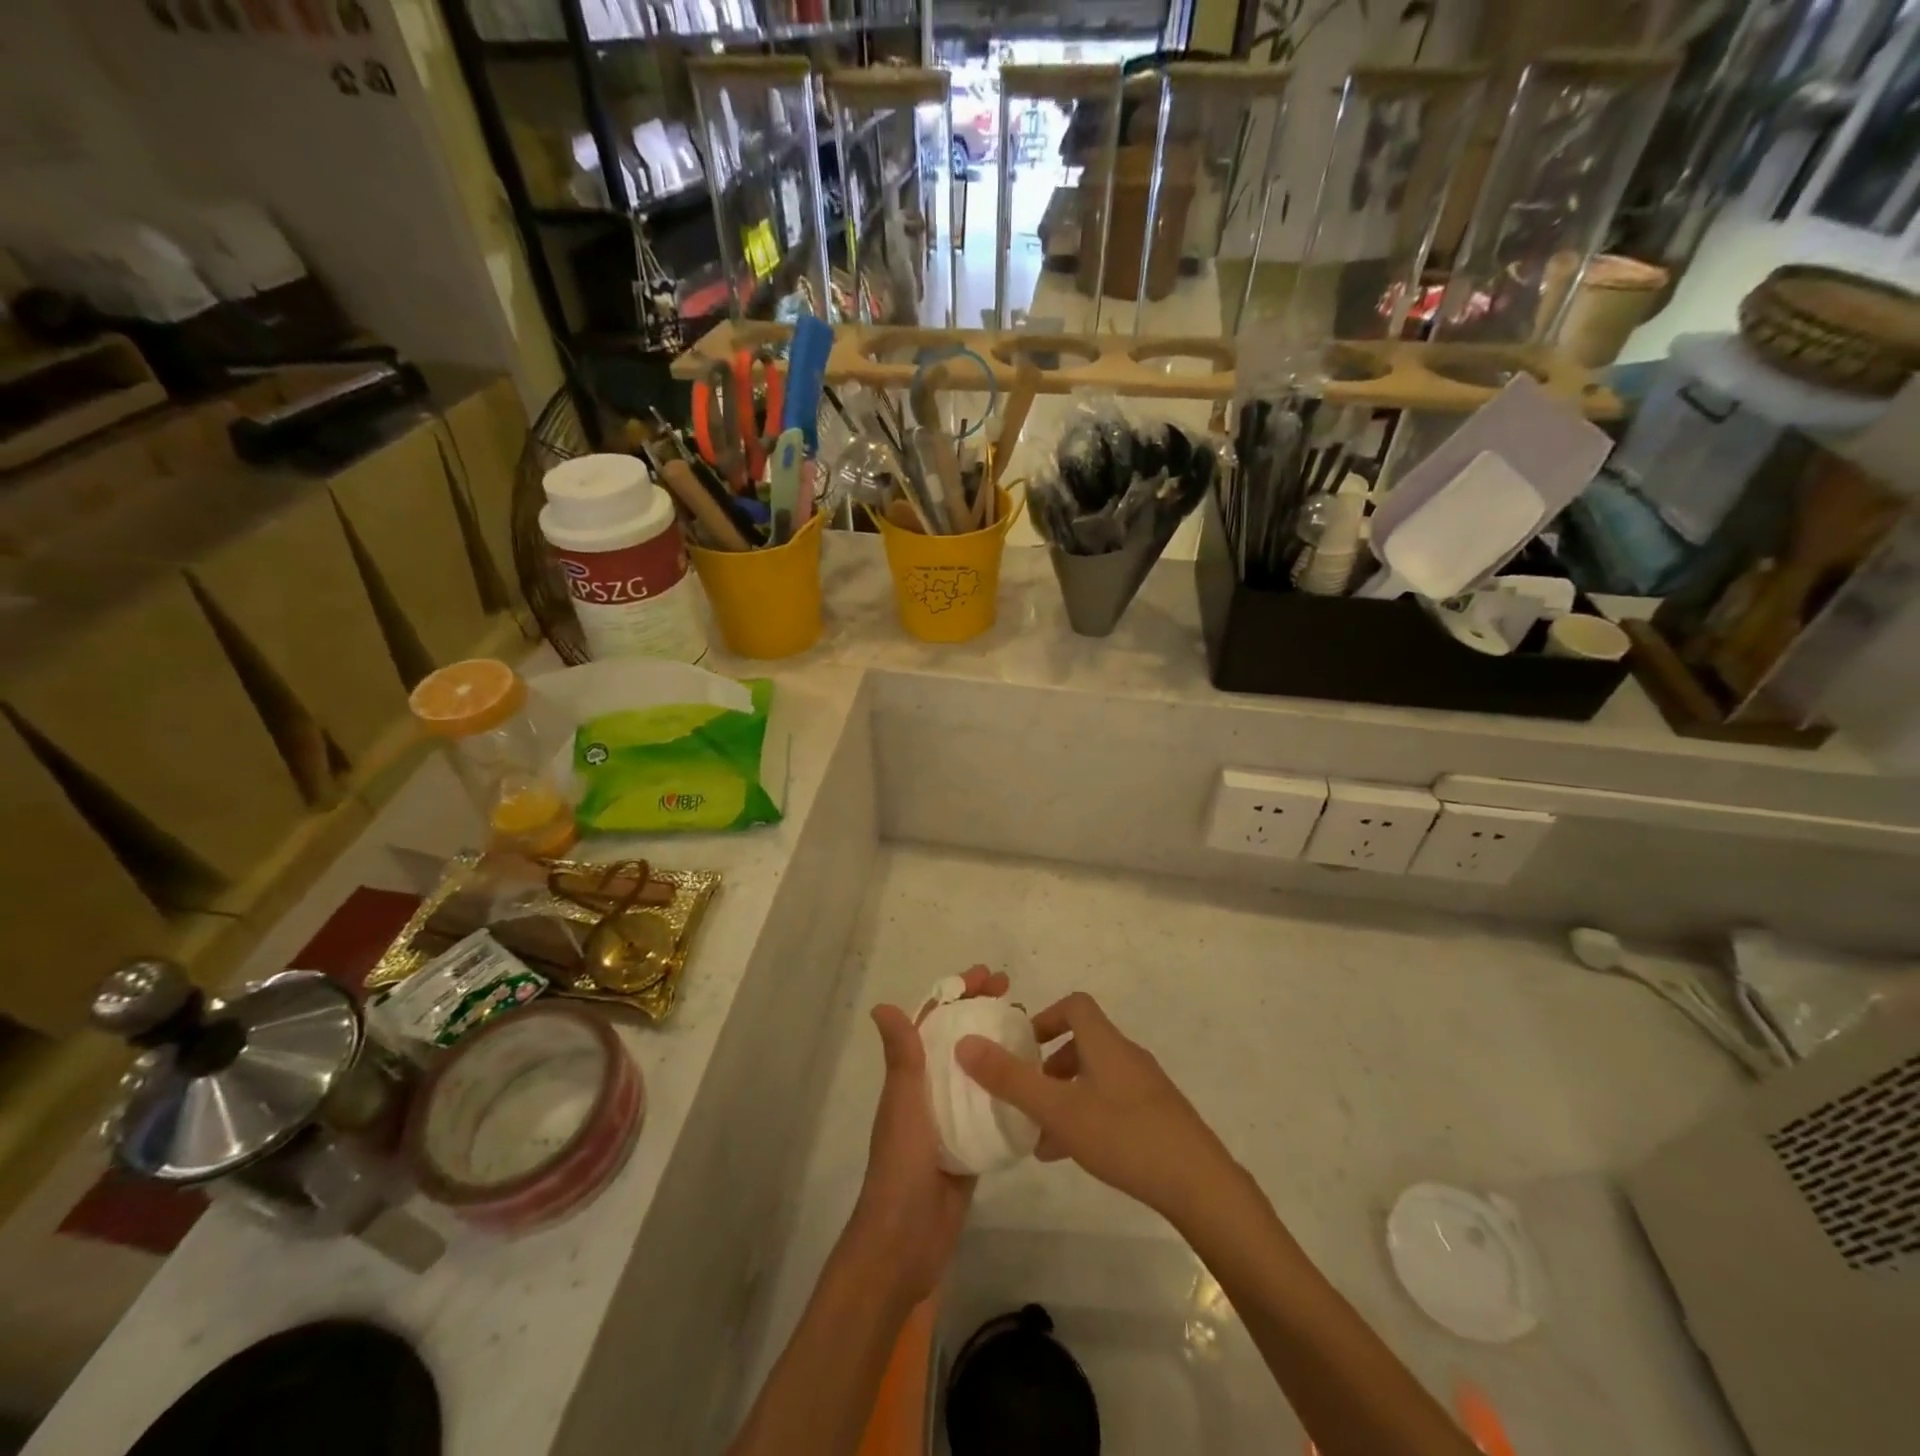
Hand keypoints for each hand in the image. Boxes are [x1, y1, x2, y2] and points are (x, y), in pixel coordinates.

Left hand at [847, 964, 1008, 1305]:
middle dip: (983, 1015)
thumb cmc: (901, 1166)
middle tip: (1018, 998)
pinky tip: (1037, 1084)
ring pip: (979, 1074)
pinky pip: (992, 1112)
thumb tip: (882, 1005)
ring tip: (1033, 1032)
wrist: (905, 1243)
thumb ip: (901, 1058)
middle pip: (960, 1041)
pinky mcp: (970, 1148)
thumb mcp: (903, 1105)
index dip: (957, 994)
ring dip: (999, 1049)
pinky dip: (1010, 1093)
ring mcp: (952, 1121)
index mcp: (911, 1078)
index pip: (934, 1022)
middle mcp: (930, 1092)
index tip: (987, 976)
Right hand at [955, 991, 1235, 1225]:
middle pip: (1083, 1043)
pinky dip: (1087, 1116)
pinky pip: (1112, 1103)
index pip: (1075, 1005)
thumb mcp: (1058, 1110)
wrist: (1200, 1184)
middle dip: (1049, 1066)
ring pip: (1095, 1078)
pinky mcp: (1158, 1117)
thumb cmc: (1123, 1136)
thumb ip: (1010, 1079)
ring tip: (1041, 1136)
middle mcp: (1127, 1056)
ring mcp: (1146, 1087)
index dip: (1046, 1017)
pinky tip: (1073, 1155)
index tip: (1023, 1046)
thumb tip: (965, 1044)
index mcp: (1105, 1043)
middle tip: (1026, 1095)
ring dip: (1066, 1096)